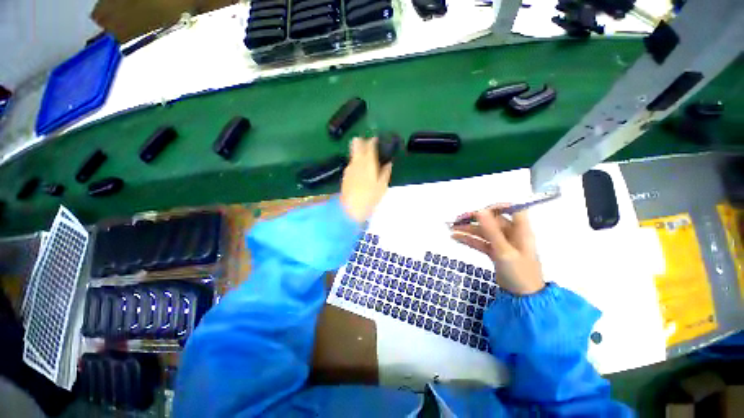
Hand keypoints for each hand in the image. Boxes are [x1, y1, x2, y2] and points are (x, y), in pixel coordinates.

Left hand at [340, 138, 392, 223]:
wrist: (350, 209)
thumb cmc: (370, 198)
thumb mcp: (382, 186)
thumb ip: (385, 172)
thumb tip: (388, 163)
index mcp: (368, 163)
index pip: (369, 145)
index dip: (373, 140)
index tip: (377, 140)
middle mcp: (357, 162)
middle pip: (356, 143)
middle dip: (362, 141)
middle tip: (370, 145)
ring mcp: (349, 167)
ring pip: (353, 153)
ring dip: (359, 151)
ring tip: (367, 158)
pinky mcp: (345, 174)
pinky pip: (351, 163)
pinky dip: (356, 162)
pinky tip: (361, 170)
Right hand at [451, 205, 544, 294]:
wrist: (522, 298)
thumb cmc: (519, 273)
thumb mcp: (504, 251)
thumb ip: (491, 230)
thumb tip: (480, 210)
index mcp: (520, 230)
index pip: (512, 209)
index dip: (496, 206)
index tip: (479, 210)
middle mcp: (511, 234)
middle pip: (491, 221)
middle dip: (474, 219)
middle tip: (457, 220)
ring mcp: (502, 243)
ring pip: (483, 231)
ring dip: (468, 229)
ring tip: (451, 228)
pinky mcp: (495, 252)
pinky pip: (480, 242)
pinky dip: (469, 240)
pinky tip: (456, 237)